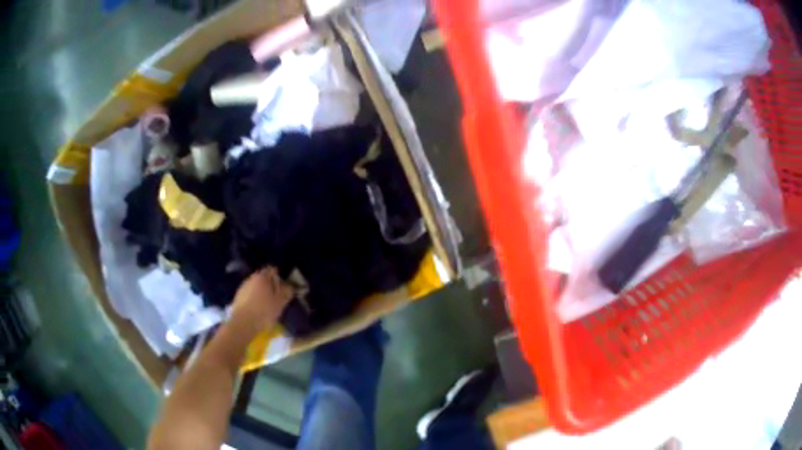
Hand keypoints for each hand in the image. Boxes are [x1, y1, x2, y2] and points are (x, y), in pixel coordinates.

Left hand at [231, 267, 293, 333]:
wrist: (243, 324)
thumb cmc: (264, 311)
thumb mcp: (280, 303)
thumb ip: (287, 292)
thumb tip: (289, 287)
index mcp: (262, 277)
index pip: (272, 270)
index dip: (279, 278)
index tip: (283, 288)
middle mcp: (251, 278)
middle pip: (263, 278)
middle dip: (270, 286)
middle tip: (276, 297)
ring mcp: (242, 287)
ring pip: (255, 286)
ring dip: (261, 292)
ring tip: (266, 305)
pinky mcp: (237, 297)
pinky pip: (249, 294)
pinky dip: (254, 299)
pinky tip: (257, 309)